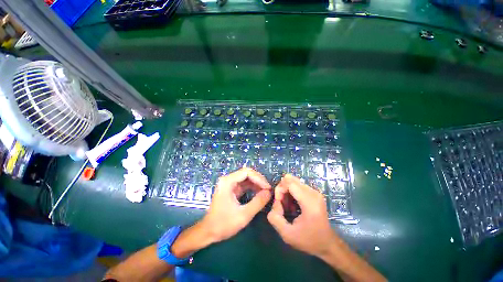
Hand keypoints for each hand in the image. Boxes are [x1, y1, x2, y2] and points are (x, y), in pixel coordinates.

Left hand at [200, 168, 271, 243]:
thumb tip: (269, 192)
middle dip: (259, 180)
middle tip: (268, 189)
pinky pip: (244, 184)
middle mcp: (228, 180)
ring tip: (266, 192)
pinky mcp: (231, 189)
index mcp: (228, 182)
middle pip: (247, 173)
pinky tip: (259, 193)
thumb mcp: (243, 215)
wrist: (208, 232)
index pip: (247, 172)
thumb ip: (258, 202)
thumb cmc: (223, 224)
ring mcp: (229, 184)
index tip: (267, 188)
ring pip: (246, 178)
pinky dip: (252, 188)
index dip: (259, 178)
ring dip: (256, 184)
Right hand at [267, 174, 339, 257]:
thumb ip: (274, 218)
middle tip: (282, 204)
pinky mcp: (315, 193)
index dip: (280, 190)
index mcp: (309, 202)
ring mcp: (315, 192)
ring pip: (294, 181)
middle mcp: (313, 193)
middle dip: (282, 189)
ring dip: (287, 191)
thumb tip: (275, 202)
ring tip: (288, 206)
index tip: (278, 203)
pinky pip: (298, 185)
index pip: (289, 183)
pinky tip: (293, 204)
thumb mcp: (287, 234)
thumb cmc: (308, 240)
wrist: (327, 244)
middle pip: (291, 180)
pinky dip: (292, 192)